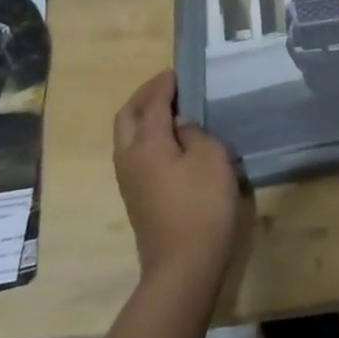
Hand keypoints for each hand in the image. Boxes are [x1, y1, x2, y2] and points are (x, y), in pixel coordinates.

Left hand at [113, 70, 249, 289]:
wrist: (183, 266)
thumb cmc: (202, 204)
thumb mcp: (211, 157)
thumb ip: (195, 133)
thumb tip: (181, 126)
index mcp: (146, 143)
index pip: (152, 103)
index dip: (164, 84)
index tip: (177, 71)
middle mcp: (129, 158)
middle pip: (128, 117)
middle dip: (144, 97)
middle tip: (167, 86)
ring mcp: (129, 181)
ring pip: (127, 137)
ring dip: (143, 117)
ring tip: (169, 108)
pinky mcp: (137, 198)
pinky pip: (135, 154)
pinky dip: (147, 136)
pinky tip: (170, 140)